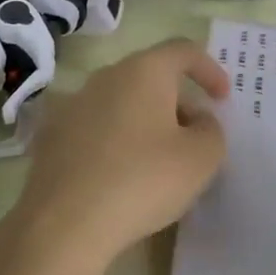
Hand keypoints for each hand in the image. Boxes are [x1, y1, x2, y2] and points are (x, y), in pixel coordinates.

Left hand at [0, 40, 228, 274]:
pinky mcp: (52, 135)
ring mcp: (74, 103)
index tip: (223, 99)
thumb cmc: (142, 181)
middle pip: (150, 76)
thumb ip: (211, 131)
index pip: (183, 50)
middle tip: (194, 137)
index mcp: (144, 71)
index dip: (209, 69)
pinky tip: (120, 175)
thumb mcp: (200, 160)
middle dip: (177, 101)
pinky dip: (115, 141)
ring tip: (158, 160)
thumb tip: (198, 120)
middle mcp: (106, 76)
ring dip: (145, 121)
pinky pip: (95, 127)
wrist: (63, 224)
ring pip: (121, 101)